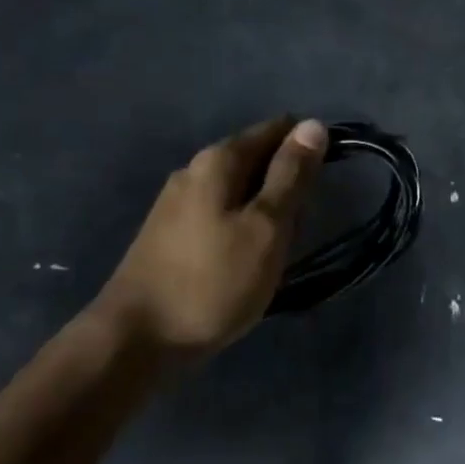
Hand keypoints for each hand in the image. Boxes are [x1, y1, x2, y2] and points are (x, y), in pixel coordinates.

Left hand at [93, 117, 327, 360]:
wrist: (138, 338)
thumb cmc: (214, 281)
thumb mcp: (266, 227)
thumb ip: (291, 176)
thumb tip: (314, 124)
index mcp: (218, 161)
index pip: (275, 130)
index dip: (307, 148)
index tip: (326, 184)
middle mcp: (193, 171)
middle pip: (256, 161)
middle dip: (287, 187)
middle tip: (298, 232)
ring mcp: (176, 204)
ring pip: (240, 193)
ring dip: (266, 214)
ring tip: (276, 255)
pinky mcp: (170, 235)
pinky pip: (221, 217)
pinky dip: (243, 231)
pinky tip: (246, 263)